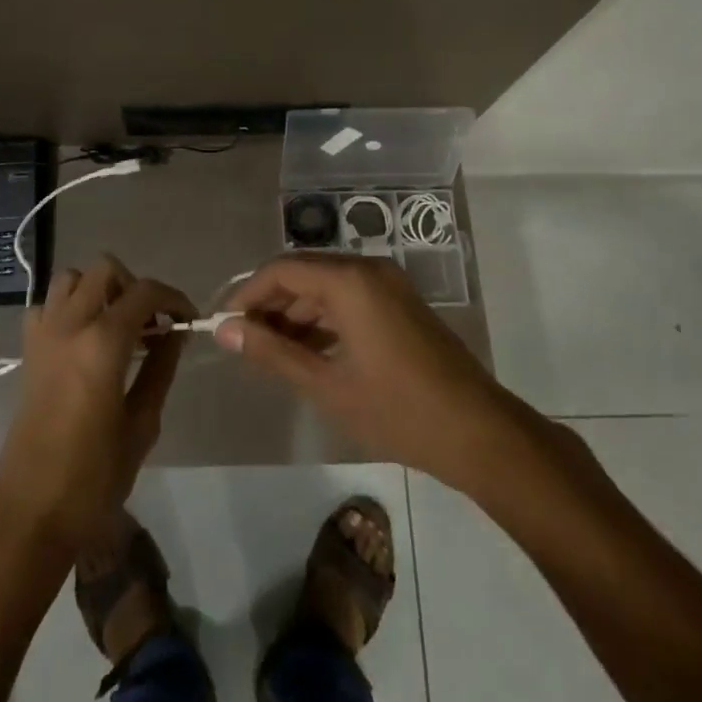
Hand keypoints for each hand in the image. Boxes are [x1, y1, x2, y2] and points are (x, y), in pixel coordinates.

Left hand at [0, 256, 195, 552]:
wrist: (29, 516)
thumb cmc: (93, 480)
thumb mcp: (141, 426)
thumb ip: (160, 369)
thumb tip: (174, 333)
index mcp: (102, 343)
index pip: (145, 291)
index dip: (173, 298)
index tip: (188, 320)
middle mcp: (69, 326)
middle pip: (105, 270)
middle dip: (134, 287)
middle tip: (152, 324)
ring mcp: (43, 335)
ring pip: (71, 278)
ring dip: (99, 289)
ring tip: (118, 325)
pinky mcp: (27, 352)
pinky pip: (47, 306)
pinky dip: (68, 309)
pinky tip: (84, 340)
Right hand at [214, 255, 529, 485]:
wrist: (478, 432)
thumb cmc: (398, 410)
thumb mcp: (327, 384)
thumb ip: (273, 352)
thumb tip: (225, 330)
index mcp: (349, 280)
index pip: (281, 270)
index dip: (247, 295)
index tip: (223, 326)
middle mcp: (367, 269)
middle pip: (303, 273)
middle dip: (270, 304)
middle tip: (243, 342)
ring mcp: (388, 284)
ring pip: (325, 286)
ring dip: (295, 313)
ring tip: (270, 352)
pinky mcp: (399, 302)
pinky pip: (349, 297)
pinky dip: (323, 318)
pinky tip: (308, 351)